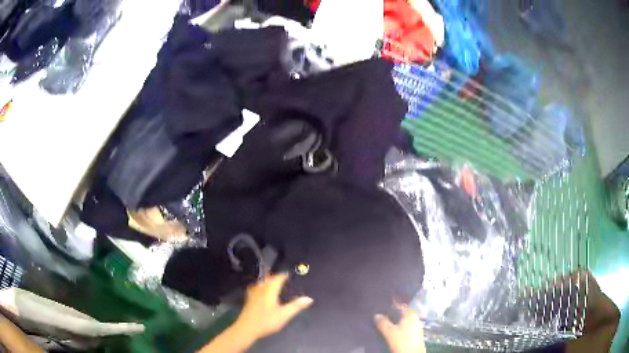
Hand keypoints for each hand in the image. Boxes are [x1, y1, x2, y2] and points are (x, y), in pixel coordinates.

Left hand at [234, 273, 313, 340]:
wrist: (246, 328)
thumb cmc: (266, 321)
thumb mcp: (284, 315)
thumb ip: (296, 306)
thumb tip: (309, 298)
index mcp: (270, 290)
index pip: (278, 278)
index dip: (284, 275)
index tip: (290, 274)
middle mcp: (261, 289)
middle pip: (268, 278)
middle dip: (276, 276)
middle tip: (283, 277)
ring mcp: (253, 293)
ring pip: (261, 282)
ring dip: (268, 280)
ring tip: (274, 281)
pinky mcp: (249, 299)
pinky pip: (256, 287)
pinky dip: (261, 286)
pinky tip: (261, 290)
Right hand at [375, 303, 425, 352]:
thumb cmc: (402, 341)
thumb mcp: (390, 332)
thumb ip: (383, 323)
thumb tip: (376, 314)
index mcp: (410, 314)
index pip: (400, 305)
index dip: (391, 304)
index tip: (381, 304)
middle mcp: (415, 317)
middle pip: (402, 312)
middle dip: (392, 313)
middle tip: (381, 313)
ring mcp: (416, 325)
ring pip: (403, 320)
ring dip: (395, 320)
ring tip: (384, 321)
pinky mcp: (415, 333)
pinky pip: (405, 326)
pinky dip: (398, 326)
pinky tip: (392, 329)